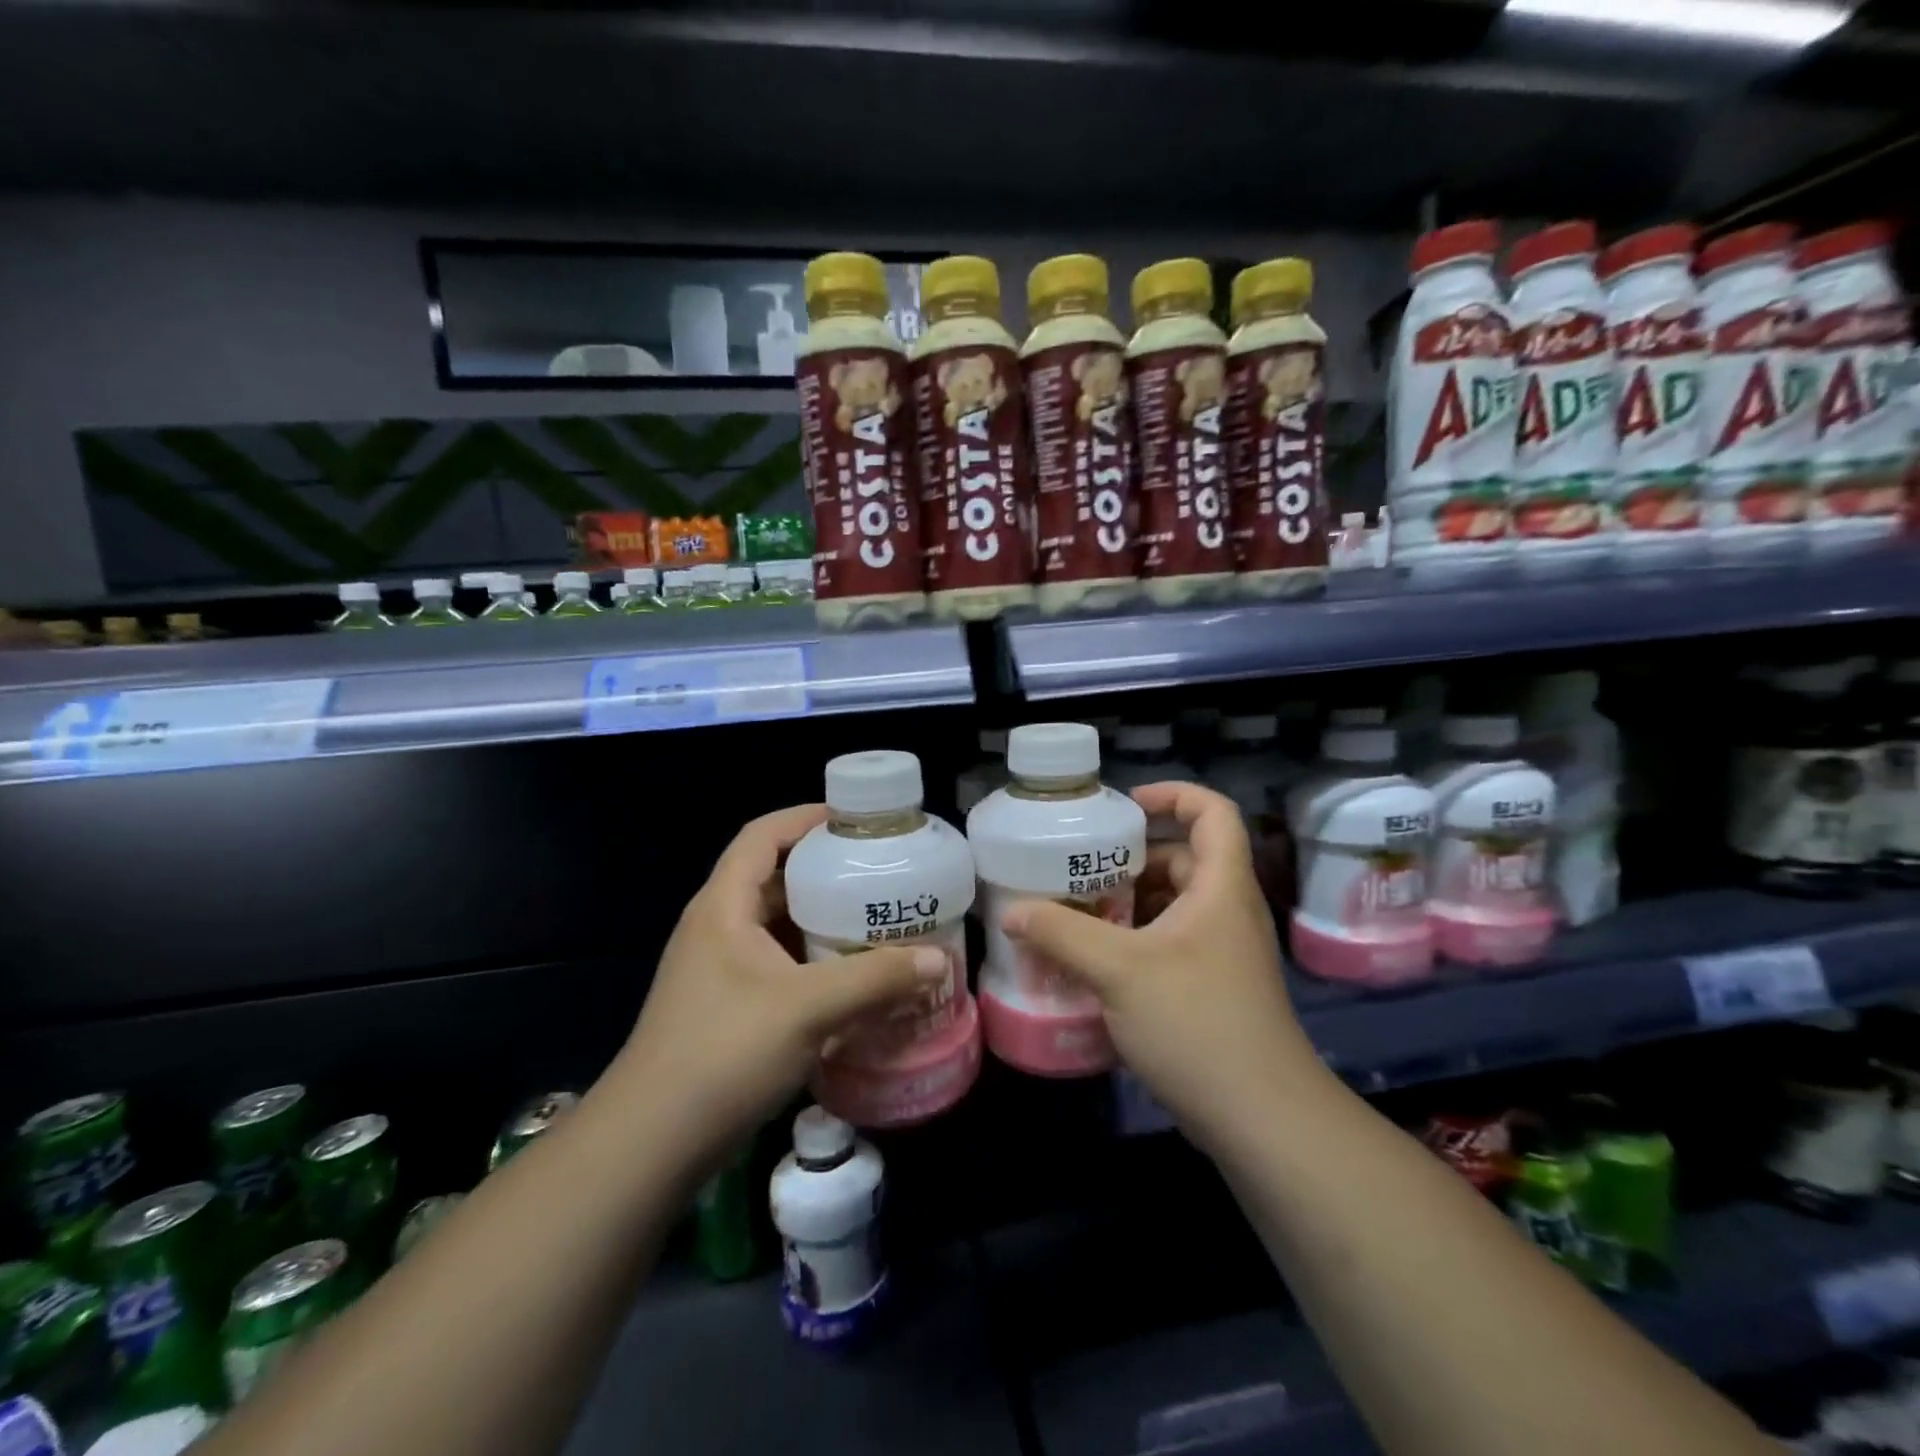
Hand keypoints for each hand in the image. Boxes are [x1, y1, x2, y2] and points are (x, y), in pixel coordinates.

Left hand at [617, 805, 946, 1162]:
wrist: (651, 1143)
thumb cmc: (724, 1052)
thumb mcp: (808, 1008)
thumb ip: (875, 979)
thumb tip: (938, 960)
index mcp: (724, 906)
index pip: (762, 835)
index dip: (806, 818)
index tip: (856, 821)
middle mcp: (718, 927)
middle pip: (774, 878)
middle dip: (826, 871)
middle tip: (880, 873)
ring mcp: (719, 970)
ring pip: (778, 925)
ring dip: (822, 920)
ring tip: (876, 919)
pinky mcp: (727, 1006)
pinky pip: (777, 964)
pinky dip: (813, 961)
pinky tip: (850, 978)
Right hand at [1002, 782, 1321, 1142]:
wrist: (1262, 1119)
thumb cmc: (1197, 1022)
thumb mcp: (1119, 970)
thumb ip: (1062, 934)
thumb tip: (1012, 912)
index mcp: (1221, 887)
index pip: (1213, 812)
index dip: (1173, 795)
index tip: (1124, 807)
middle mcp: (1226, 911)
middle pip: (1184, 858)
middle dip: (1131, 858)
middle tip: (1079, 867)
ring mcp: (1221, 953)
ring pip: (1172, 905)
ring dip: (1127, 903)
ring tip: (1075, 911)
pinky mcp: (1212, 988)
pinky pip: (1169, 944)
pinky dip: (1133, 941)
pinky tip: (1094, 962)